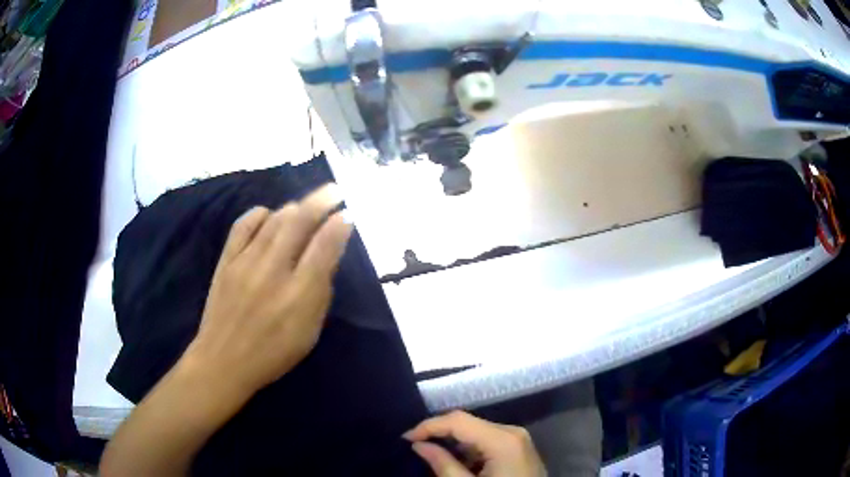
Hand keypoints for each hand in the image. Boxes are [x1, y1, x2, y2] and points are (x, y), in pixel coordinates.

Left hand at [185, 184, 352, 395]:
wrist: (223, 361)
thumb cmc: (272, 354)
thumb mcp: (308, 333)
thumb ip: (320, 293)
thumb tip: (329, 257)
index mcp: (298, 296)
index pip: (324, 248)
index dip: (339, 226)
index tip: (348, 214)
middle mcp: (273, 272)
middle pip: (299, 224)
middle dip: (320, 201)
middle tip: (334, 190)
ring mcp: (245, 263)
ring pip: (273, 221)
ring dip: (293, 208)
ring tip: (305, 205)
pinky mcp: (226, 261)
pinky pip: (243, 226)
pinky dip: (258, 214)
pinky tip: (267, 213)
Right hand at [404, 411, 545, 476]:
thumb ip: (443, 464)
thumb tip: (419, 445)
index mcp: (502, 440)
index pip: (458, 420)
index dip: (428, 426)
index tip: (405, 439)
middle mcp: (513, 432)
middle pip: (468, 423)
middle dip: (440, 433)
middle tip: (415, 446)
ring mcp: (519, 440)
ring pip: (477, 431)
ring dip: (454, 442)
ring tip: (432, 454)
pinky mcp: (519, 449)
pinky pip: (489, 441)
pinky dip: (469, 449)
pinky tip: (458, 463)